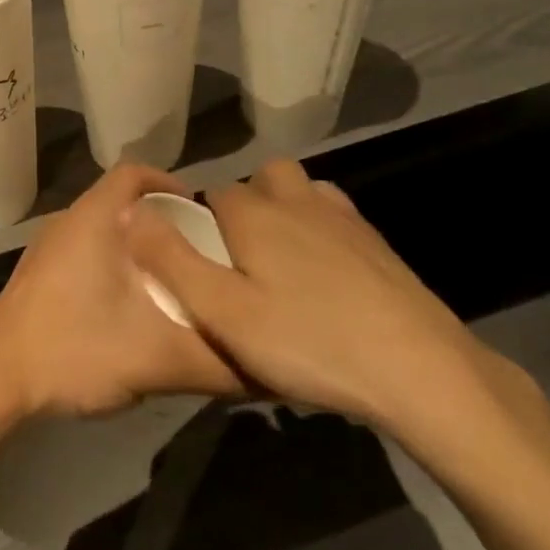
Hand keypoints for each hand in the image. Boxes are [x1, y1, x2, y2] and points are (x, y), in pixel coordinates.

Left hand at [0, 163, 243, 419]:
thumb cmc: (75, 350)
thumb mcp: (158, 359)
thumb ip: (218, 361)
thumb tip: (271, 368)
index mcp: (94, 218)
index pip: (135, 172)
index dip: (170, 183)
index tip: (202, 214)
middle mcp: (68, 221)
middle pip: (122, 201)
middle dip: (161, 222)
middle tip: (198, 254)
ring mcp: (47, 248)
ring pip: (102, 229)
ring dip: (136, 247)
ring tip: (171, 281)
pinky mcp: (37, 274)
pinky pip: (84, 251)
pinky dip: (112, 265)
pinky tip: (128, 307)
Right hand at [120, 160, 515, 439]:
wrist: (419, 368)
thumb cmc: (308, 341)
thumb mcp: (222, 312)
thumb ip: (170, 259)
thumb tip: (130, 210)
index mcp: (252, 213)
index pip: (211, 196)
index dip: (199, 224)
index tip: (201, 266)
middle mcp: (294, 200)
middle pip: (257, 180)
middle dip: (243, 207)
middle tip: (241, 263)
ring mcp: (341, 217)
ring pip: (299, 190)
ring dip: (284, 209)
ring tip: (280, 263)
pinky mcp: (376, 241)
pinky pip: (334, 214)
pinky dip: (320, 228)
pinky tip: (326, 273)